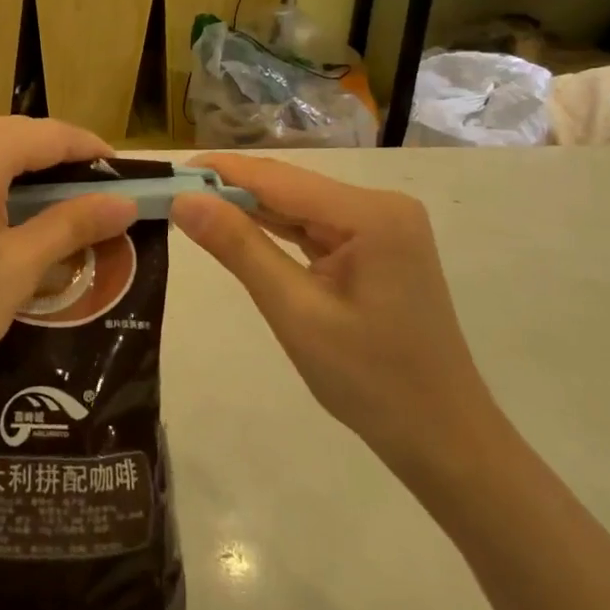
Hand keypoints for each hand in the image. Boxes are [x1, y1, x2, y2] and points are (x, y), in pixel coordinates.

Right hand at [171, 154, 503, 488]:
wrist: (442, 439)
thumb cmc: (371, 382)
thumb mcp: (295, 312)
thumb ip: (239, 248)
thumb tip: (184, 199)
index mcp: (370, 214)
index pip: (278, 178)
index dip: (220, 170)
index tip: (167, 172)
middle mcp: (380, 205)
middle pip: (289, 187)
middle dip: (230, 189)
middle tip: (169, 193)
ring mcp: (382, 225)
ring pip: (299, 206)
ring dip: (249, 208)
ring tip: (191, 206)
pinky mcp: (377, 246)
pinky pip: (314, 227)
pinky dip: (276, 229)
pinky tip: (238, 226)